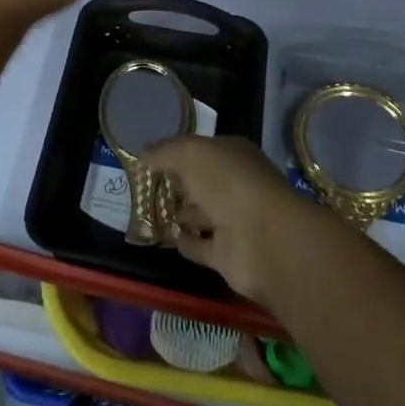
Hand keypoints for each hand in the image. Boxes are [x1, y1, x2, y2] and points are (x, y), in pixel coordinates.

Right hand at [141, 135, 327, 305]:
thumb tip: (142, 153)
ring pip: (199, 214)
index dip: (176, 152)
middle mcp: (234, 186)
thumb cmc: (228, 182)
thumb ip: (164, 152)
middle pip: (200, 182)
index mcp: (232, 155)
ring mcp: (232, 221)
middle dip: (175, 183)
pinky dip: (184, 242)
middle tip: (142, 186)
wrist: (262, 238)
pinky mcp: (226, 255)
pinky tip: (162, 237)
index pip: (201, 150)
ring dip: (178, 213)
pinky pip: (199, 246)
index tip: (148, 158)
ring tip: (145, 211)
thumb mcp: (190, 153)